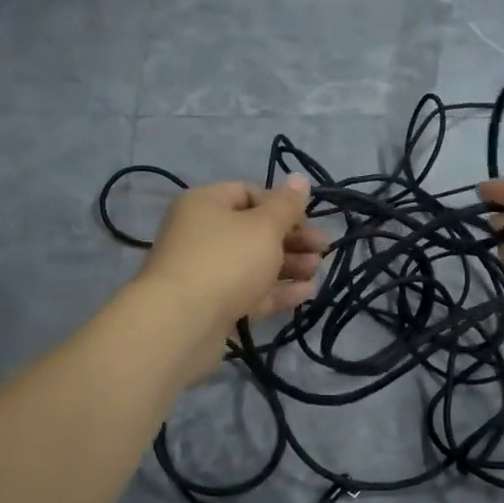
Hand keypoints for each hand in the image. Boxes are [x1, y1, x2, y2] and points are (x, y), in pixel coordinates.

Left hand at [136, 176, 326, 377]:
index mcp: (205, 204)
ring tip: (317, 270)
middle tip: (322, 248)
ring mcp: (206, 273)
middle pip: (253, 230)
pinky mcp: (213, 307)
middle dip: (291, 238)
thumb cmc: (226, 261)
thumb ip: (286, 205)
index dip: (280, 204)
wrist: (181, 324)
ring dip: (288, 264)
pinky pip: (249, 293)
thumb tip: (299, 178)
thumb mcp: (264, 227)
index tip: (307, 219)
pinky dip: (277, 291)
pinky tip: (307, 293)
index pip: (248, 193)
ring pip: (253, 264)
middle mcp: (201, 234)